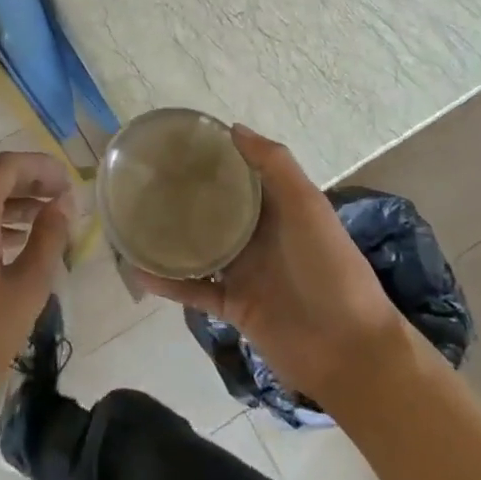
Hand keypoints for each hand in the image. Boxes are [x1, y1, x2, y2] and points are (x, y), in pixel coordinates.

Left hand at [0, 150, 71, 439]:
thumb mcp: (27, 287)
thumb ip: (49, 238)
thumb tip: (63, 203)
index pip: (6, 167)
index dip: (41, 167)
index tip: (69, 183)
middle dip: (30, 183)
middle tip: (64, 199)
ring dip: (14, 204)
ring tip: (49, 220)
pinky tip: (18, 244)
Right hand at [136, 126, 415, 410]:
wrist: (349, 351)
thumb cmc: (330, 268)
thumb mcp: (308, 206)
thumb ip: (275, 165)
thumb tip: (234, 128)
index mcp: (278, 208)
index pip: (240, 175)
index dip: (213, 158)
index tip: (176, 142)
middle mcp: (258, 235)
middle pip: (214, 209)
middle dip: (184, 194)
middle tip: (143, 178)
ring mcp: (244, 272)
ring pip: (198, 248)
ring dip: (169, 236)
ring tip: (131, 219)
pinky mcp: (233, 306)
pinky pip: (194, 290)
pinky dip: (168, 282)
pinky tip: (139, 270)